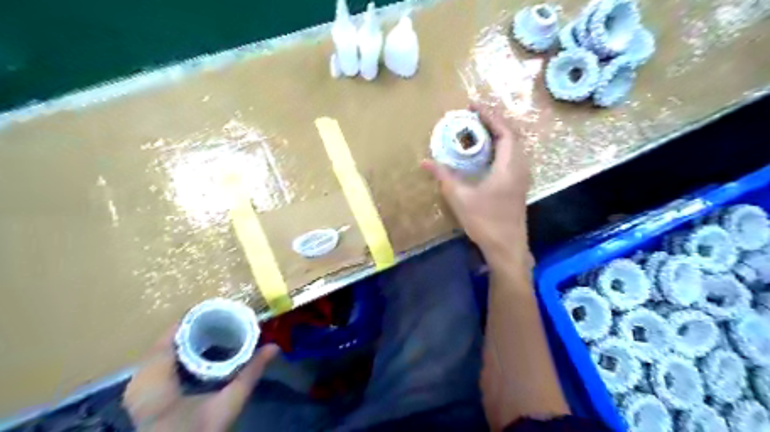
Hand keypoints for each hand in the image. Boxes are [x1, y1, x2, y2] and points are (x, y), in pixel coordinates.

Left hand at [118, 326, 277, 429]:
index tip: (219, 308)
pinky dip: (178, 352)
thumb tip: (275, 347)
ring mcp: (136, 387)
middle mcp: (139, 379)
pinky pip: (158, 362)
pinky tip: (198, 350)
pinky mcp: (140, 394)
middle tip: (222, 318)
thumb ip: (251, 372)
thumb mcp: (229, 402)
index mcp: (156, 378)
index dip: (194, 318)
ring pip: (163, 350)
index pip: (171, 334)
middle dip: (194, 327)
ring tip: (214, 329)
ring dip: (186, 338)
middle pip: (168, 339)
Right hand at [424, 103, 532, 268]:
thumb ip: (443, 177)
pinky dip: (499, 148)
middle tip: (472, 116)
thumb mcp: (460, 198)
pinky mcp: (518, 186)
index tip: (473, 105)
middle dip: (493, 122)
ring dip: (497, 134)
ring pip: (513, 146)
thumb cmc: (485, 222)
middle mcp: (520, 167)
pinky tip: (485, 154)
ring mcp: (522, 177)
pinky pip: (512, 157)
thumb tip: (425, 161)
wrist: (507, 248)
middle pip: (511, 135)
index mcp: (510, 166)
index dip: (490, 115)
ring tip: (478, 130)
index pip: (504, 131)